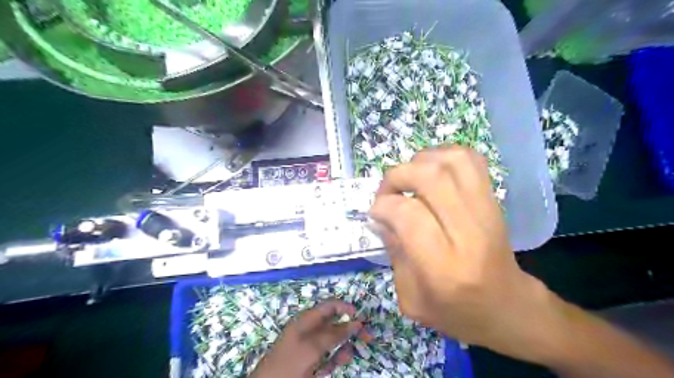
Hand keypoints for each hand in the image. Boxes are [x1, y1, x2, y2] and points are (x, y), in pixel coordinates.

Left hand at [249, 301, 363, 376]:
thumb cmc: (288, 364)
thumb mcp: (311, 347)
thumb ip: (334, 335)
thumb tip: (356, 323)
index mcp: (306, 321)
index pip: (329, 306)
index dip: (345, 308)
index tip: (360, 316)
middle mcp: (309, 331)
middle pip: (334, 324)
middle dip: (350, 329)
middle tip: (367, 337)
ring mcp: (310, 348)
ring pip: (333, 343)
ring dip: (342, 348)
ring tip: (346, 358)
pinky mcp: (311, 364)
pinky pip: (327, 358)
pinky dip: (333, 361)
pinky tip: (332, 367)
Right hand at [371, 147, 564, 362]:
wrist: (510, 308)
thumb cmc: (458, 312)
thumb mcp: (412, 299)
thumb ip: (393, 254)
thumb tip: (381, 217)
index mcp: (444, 267)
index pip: (408, 214)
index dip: (383, 206)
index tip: (375, 213)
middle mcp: (468, 232)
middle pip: (430, 177)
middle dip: (397, 177)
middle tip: (388, 193)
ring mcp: (486, 211)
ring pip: (451, 161)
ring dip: (420, 163)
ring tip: (409, 181)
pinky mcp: (494, 200)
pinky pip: (470, 160)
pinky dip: (444, 155)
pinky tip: (432, 172)